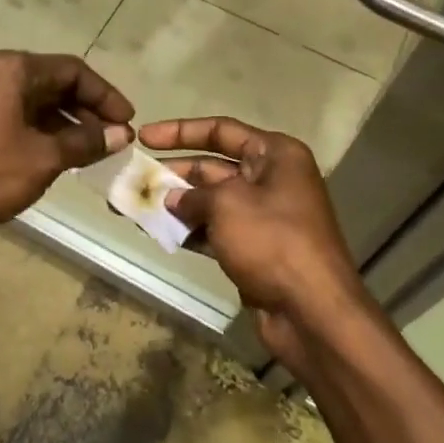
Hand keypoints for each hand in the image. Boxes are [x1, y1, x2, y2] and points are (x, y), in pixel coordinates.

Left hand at [0, 51, 133, 245]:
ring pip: (32, 104)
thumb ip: (83, 142)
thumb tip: (118, 134)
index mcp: (14, 69)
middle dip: (85, 112)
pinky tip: (51, 161)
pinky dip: (37, 134)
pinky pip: (12, 119)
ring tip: (87, 155)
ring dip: (63, 126)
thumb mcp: (41, 158)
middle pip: (53, 84)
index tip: (127, 122)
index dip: (105, 95)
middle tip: (111, 141)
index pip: (74, 71)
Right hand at [138, 117, 371, 368]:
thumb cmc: (273, 241)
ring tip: (133, 208)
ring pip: (210, 201)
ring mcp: (263, 216)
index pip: (221, 130)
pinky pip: (214, 230)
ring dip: (174, 205)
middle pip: (212, 166)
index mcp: (276, 154)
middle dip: (173, 173)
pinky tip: (156, 233)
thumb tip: (172, 200)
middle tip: (132, 178)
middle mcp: (271, 179)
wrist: (312, 312)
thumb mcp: (227, 205)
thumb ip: (193, 196)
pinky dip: (188, 231)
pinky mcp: (254, 249)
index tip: (144, 137)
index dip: (180, 131)